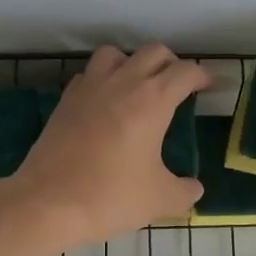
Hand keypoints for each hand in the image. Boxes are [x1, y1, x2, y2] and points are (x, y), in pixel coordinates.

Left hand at [0, 45, 208, 251]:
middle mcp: (121, 83)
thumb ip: (184, 191)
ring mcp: (89, 89)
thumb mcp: (159, 200)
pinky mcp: (65, 102)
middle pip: (153, 52)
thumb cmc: (110, 196)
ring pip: (115, 54)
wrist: (47, 203)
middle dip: (171, 64)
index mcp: (152, 100)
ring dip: (132, 63)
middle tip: (177, 87)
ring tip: (138, 87)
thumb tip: (193, 188)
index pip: (185, 71)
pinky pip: (89, 75)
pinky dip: (102, 80)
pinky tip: (105, 104)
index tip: (208, 87)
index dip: (202, 76)